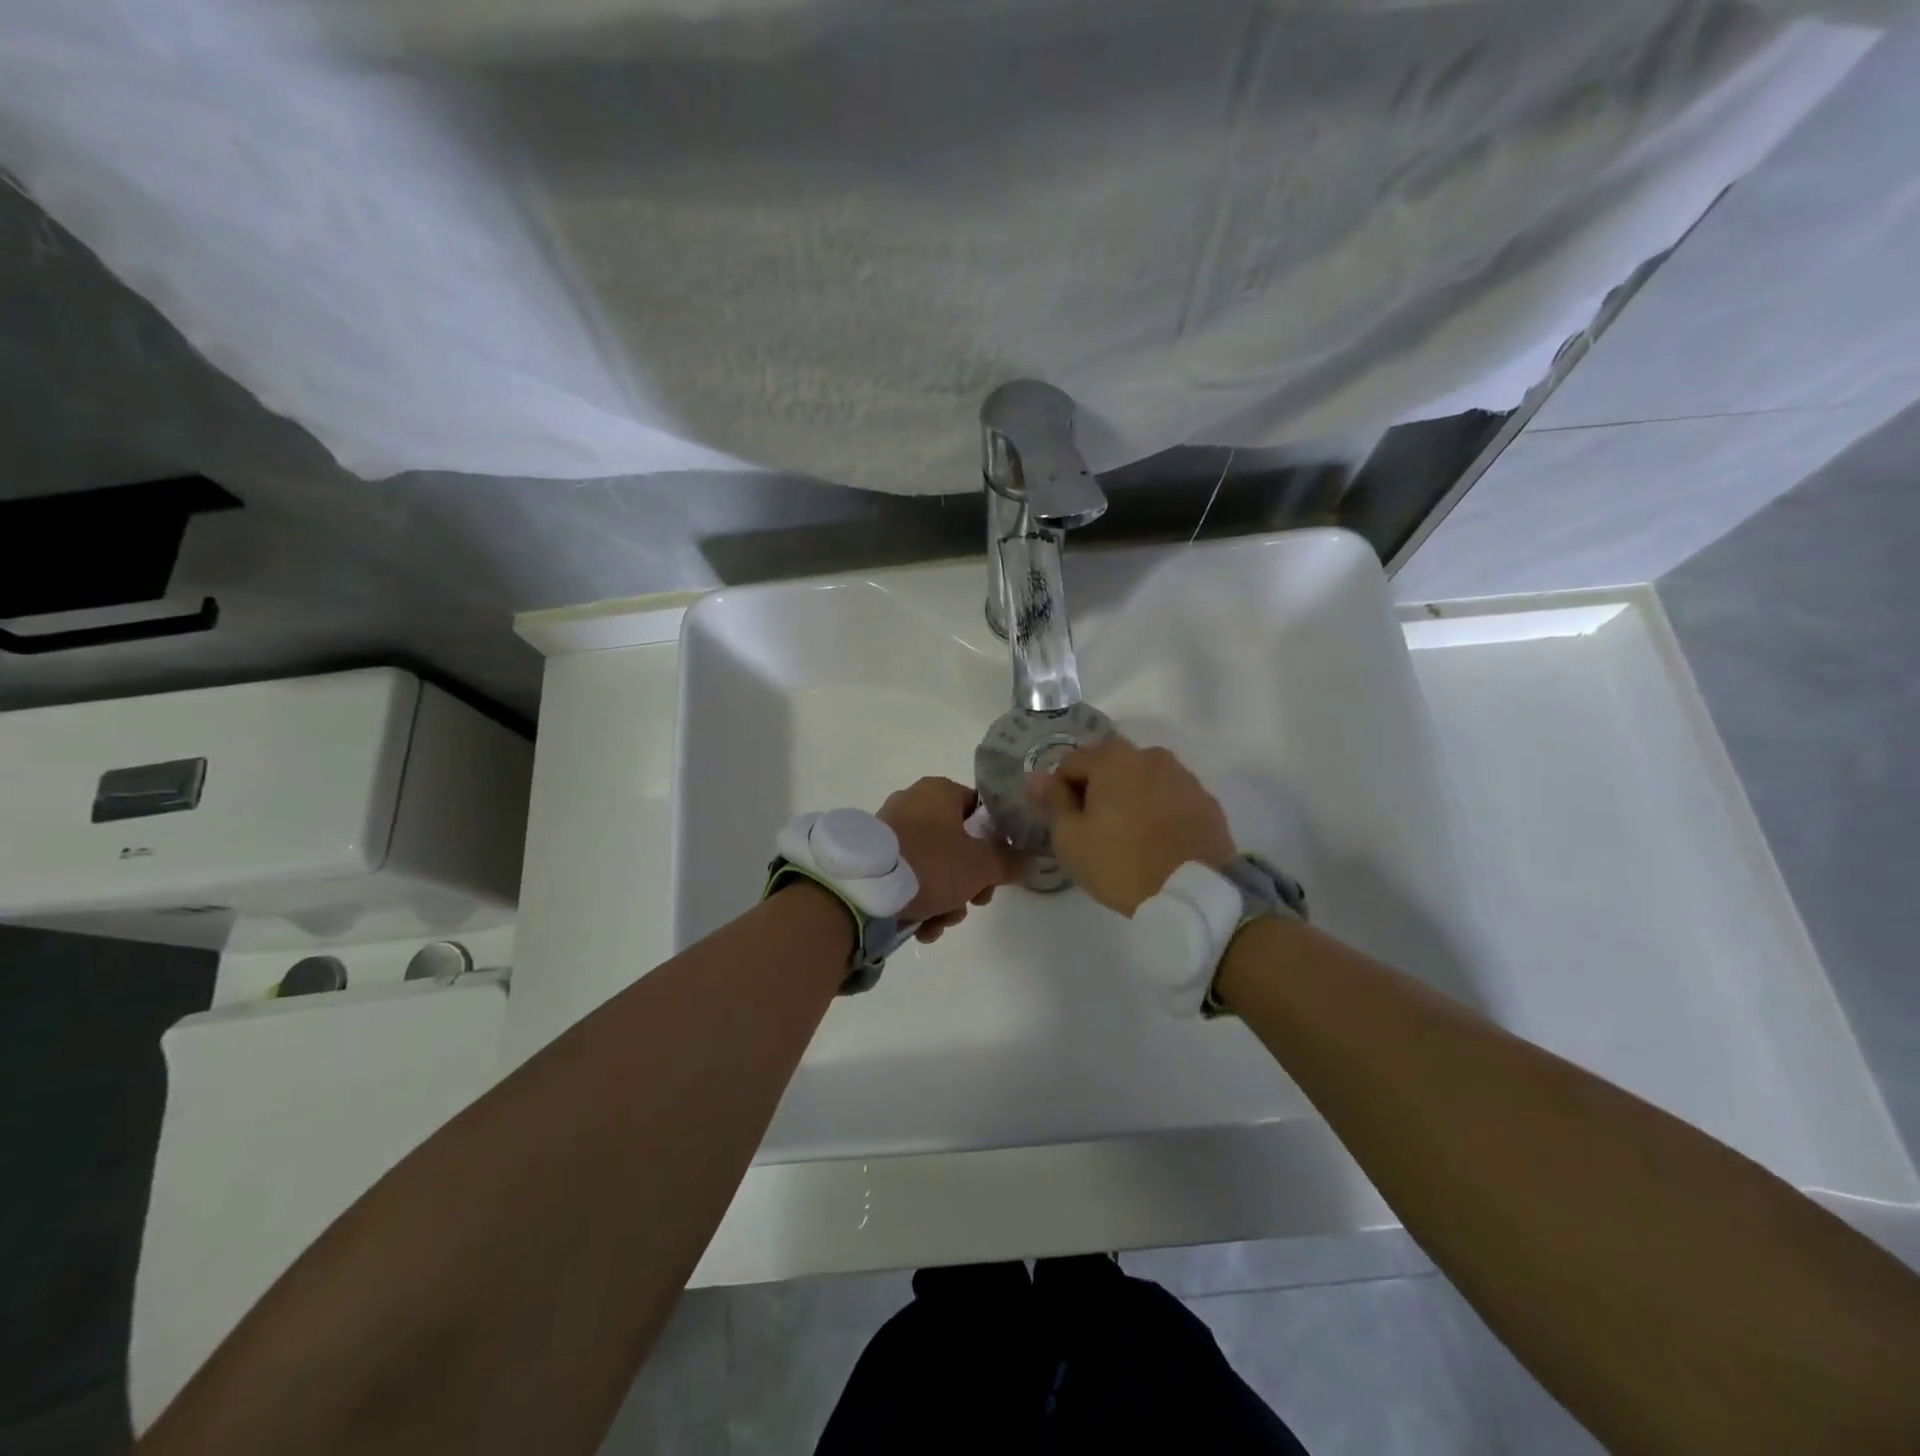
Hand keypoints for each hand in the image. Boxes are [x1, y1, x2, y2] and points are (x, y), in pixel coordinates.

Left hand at [877, 777, 1024, 941]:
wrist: (863, 889)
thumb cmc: (930, 863)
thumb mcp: (981, 865)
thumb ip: (1010, 862)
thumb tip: (1032, 860)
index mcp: (939, 791)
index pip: (980, 811)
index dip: (996, 843)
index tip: (997, 873)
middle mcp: (914, 803)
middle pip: (958, 844)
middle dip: (969, 881)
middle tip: (973, 903)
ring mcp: (890, 830)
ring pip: (934, 865)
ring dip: (946, 899)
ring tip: (940, 923)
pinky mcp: (874, 857)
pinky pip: (908, 876)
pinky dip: (920, 901)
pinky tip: (922, 927)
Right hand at [1026, 738, 1235, 915]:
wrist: (1195, 894)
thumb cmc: (1121, 863)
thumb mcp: (1070, 839)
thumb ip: (1052, 801)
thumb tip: (1035, 776)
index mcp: (1113, 758)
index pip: (1071, 763)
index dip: (1060, 791)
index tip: (1065, 823)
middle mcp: (1150, 755)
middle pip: (1110, 766)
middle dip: (1097, 790)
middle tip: (1095, 831)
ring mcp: (1184, 777)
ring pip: (1143, 780)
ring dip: (1130, 798)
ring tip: (1129, 837)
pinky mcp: (1207, 801)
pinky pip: (1171, 798)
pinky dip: (1159, 811)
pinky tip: (1157, 842)